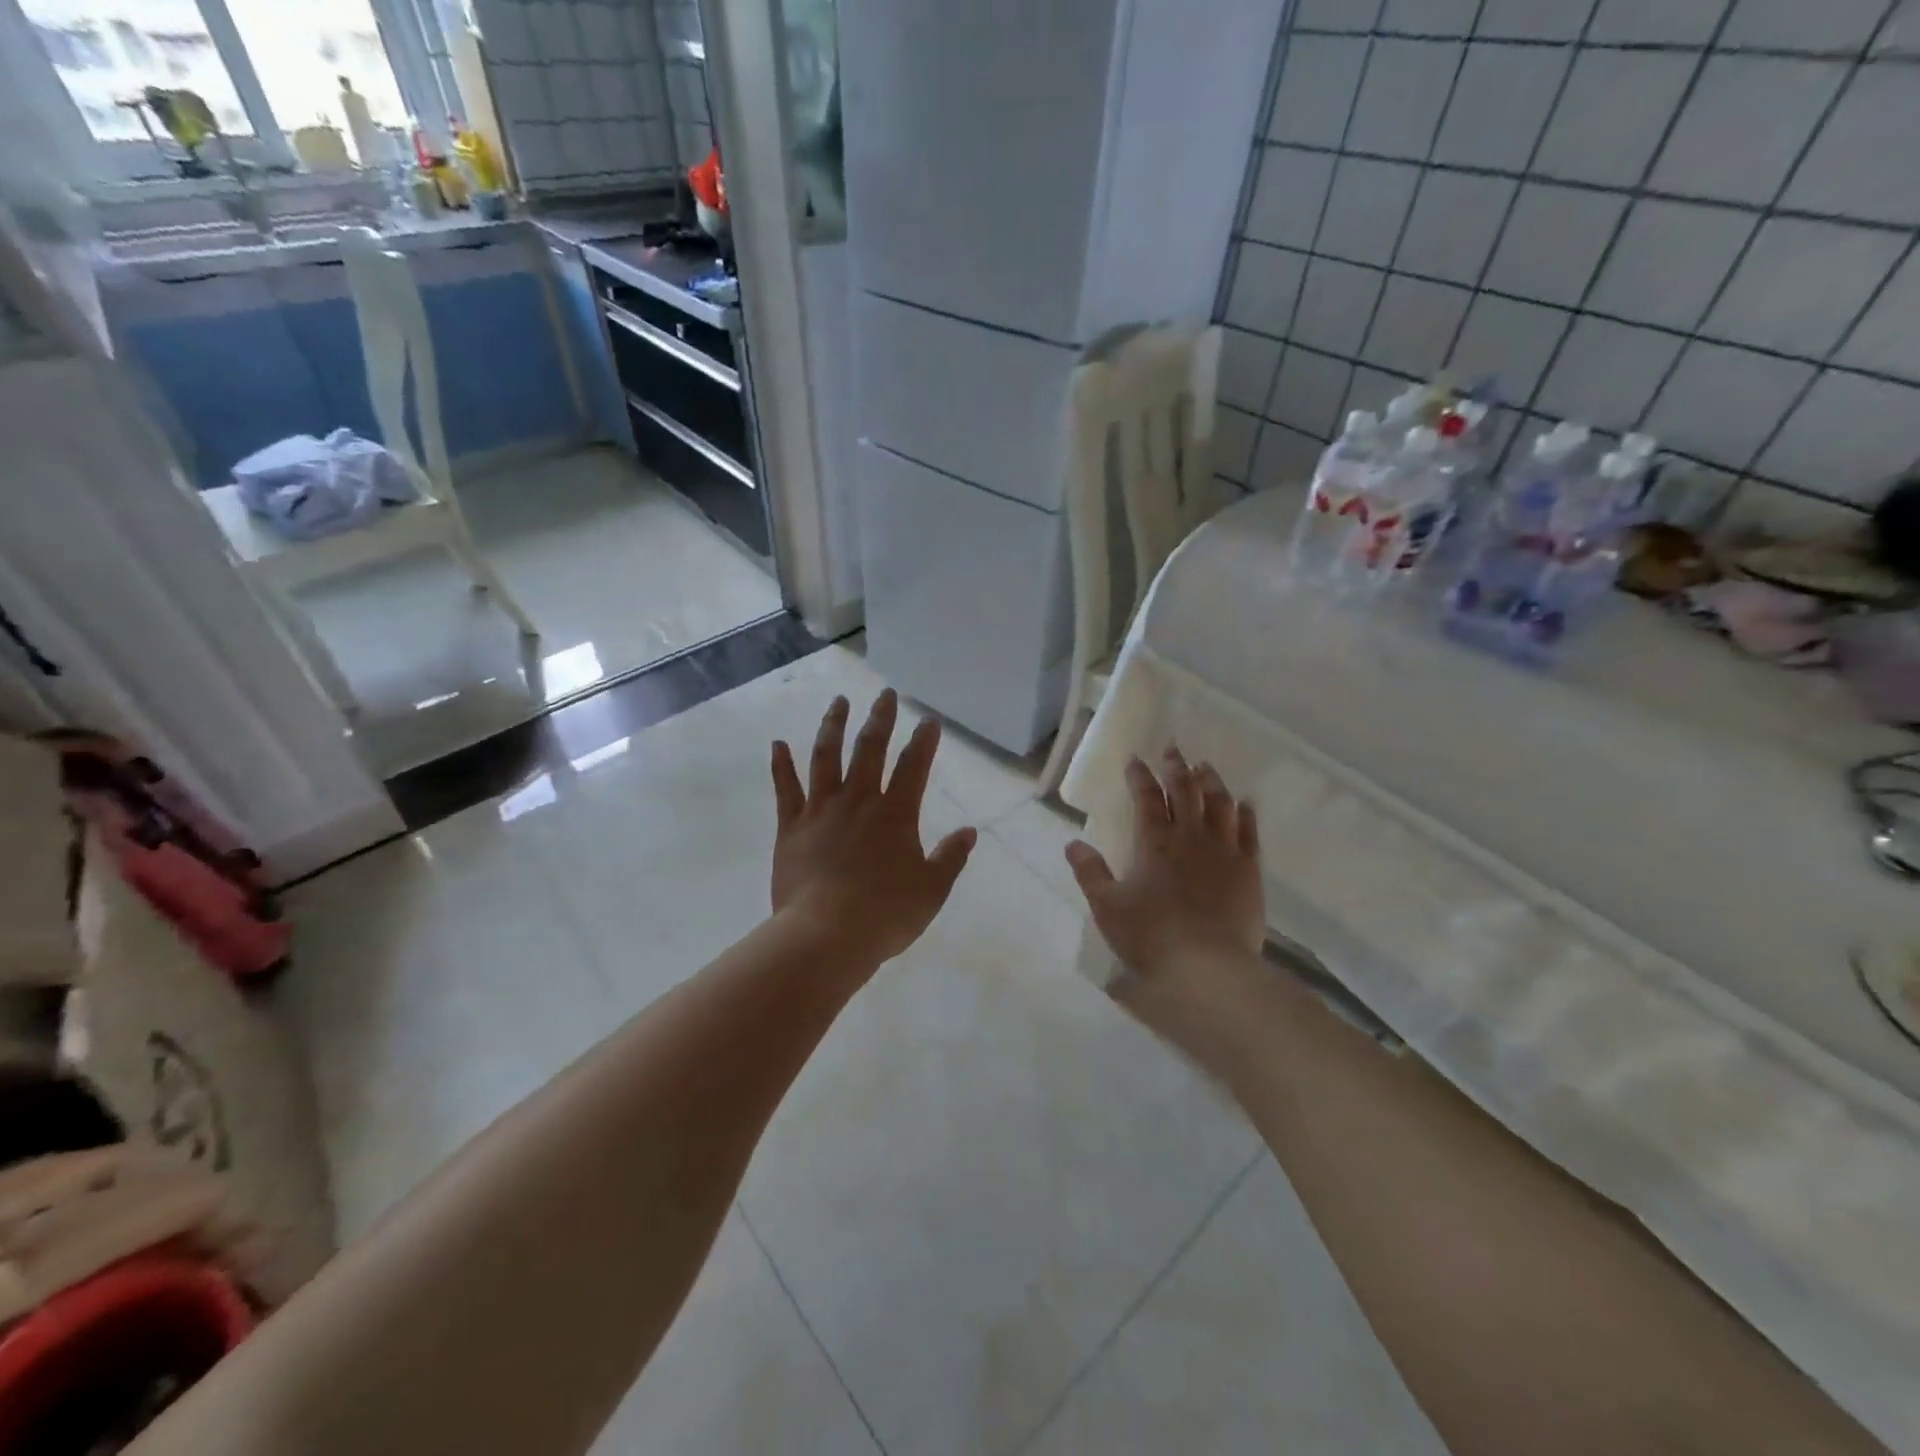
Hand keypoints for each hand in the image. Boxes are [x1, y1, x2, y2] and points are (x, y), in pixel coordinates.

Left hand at [770, 690, 977, 969]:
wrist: (825, 936)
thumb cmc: (885, 915)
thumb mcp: (932, 891)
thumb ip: (951, 857)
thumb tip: (970, 831)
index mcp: (896, 814)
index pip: (914, 766)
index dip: (924, 741)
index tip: (929, 720)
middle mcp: (858, 801)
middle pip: (870, 749)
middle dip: (880, 718)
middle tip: (885, 694)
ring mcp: (821, 811)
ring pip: (826, 757)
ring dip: (833, 726)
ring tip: (839, 702)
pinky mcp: (790, 828)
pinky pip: (785, 790)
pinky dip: (781, 765)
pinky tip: (777, 743)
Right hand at [1064, 751, 1264, 1034]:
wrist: (1207, 968)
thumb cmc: (1150, 936)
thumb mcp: (1107, 907)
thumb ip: (1090, 872)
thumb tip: (1073, 843)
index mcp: (1154, 843)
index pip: (1146, 798)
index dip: (1140, 776)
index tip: (1136, 760)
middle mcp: (1190, 837)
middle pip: (1185, 791)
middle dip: (1177, 768)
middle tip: (1173, 750)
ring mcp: (1224, 851)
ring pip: (1220, 804)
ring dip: (1211, 782)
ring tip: (1205, 767)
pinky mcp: (1249, 870)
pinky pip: (1249, 832)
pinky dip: (1245, 813)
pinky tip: (1244, 803)